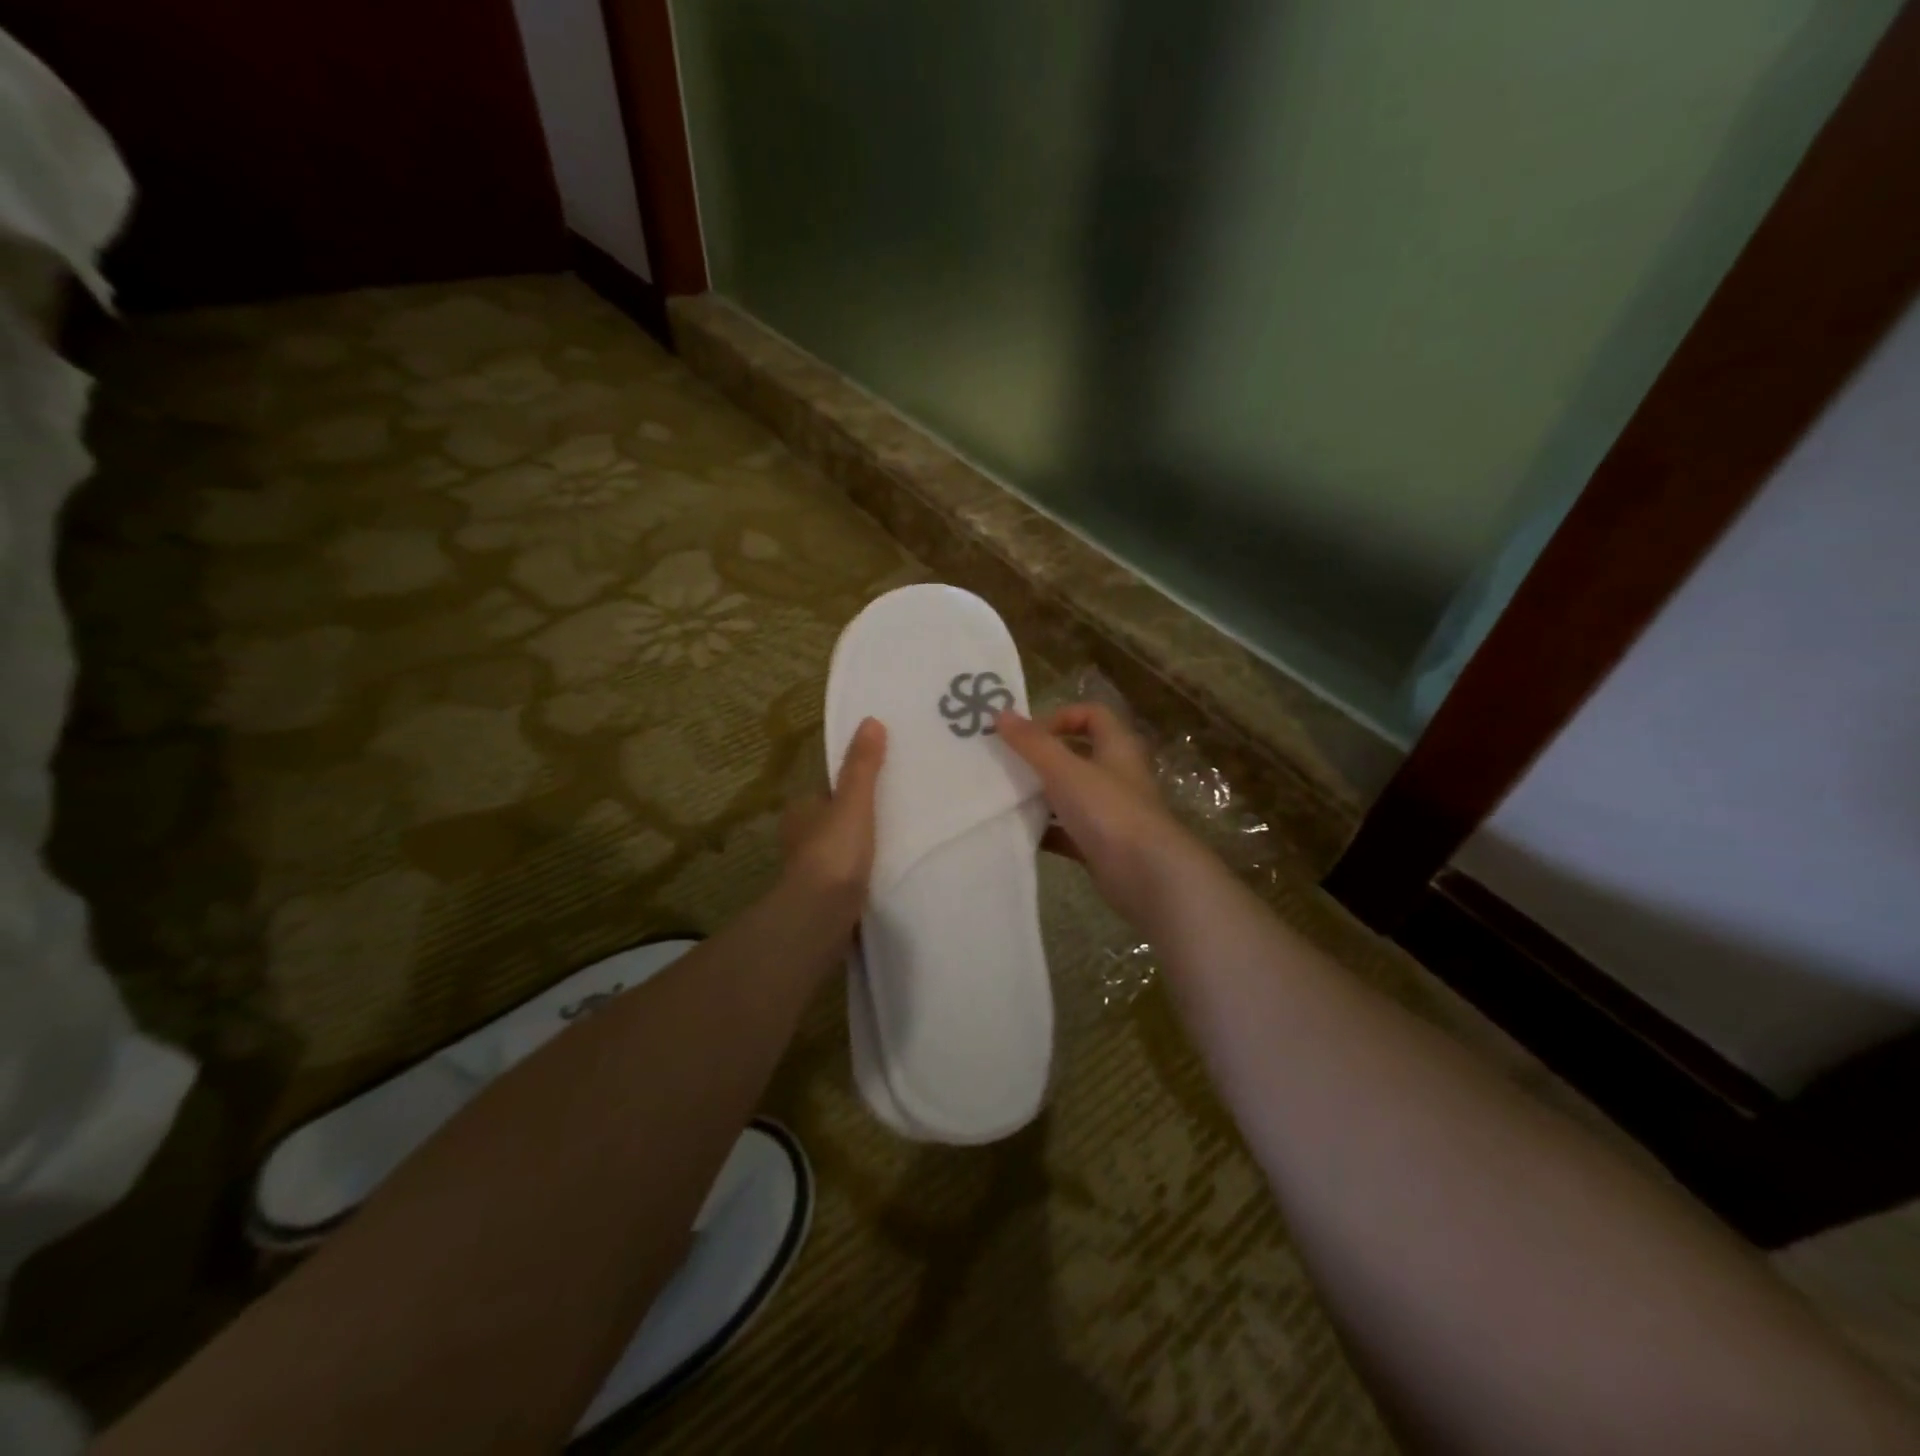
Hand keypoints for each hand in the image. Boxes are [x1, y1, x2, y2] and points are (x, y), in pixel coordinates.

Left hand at [780, 717, 886, 927]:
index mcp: (801, 812)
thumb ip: (863, 766)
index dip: (849, 788)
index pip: (826, 792)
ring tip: (898, 843)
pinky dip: (862, 874)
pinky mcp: (825, 898)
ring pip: (840, 850)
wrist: (821, 915)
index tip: (880, 787)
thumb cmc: (834, 851)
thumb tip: (871, 720)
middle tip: (896, 814)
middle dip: (857, 820)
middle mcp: (800, 839)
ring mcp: (811, 871)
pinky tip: (885, 874)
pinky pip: (848, 876)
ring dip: (860, 849)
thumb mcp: (853, 801)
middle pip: (833, 821)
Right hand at [995, 704, 1195, 921]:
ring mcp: (1110, 812)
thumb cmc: (1107, 809)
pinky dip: (1046, 831)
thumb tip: (1001, 714)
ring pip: (1071, 795)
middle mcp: (1117, 775)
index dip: (1061, 717)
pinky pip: (1068, 832)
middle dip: (1043, 758)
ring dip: (1041, 795)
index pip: (1093, 715)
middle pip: (1078, 755)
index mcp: (1117, 747)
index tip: (1029, 734)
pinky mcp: (1102, 845)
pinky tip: (1020, 833)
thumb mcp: (1064, 769)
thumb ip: (1032, 743)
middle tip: (1007, 764)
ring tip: (1006, 797)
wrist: (1144, 874)